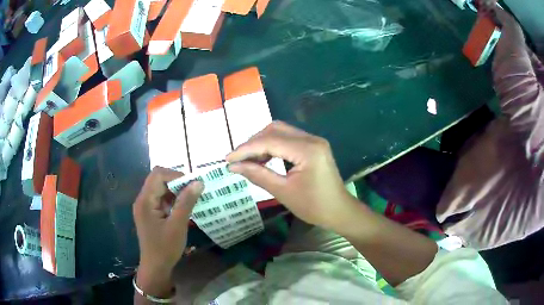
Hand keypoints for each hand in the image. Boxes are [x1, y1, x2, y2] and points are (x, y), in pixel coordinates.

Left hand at [133, 167, 203, 296]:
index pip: (158, 175)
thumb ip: (186, 202)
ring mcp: (144, 207)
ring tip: (190, 200)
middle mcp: (142, 200)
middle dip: (176, 182)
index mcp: (145, 200)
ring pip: (160, 189)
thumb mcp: (178, 225)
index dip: (176, 175)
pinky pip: (160, 199)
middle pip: (158, 180)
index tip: (192, 184)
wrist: (155, 267)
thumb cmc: (165, 247)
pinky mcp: (149, 214)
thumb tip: (198, 182)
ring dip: (175, 191)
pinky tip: (182, 209)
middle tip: (193, 191)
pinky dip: (172, 200)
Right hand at [226, 121, 357, 230]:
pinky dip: (273, 146)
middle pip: (275, 130)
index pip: (270, 141)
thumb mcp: (283, 192)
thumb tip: (233, 166)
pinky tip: (264, 158)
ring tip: (248, 160)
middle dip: (253, 143)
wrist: (339, 211)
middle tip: (238, 159)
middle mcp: (311, 139)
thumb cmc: (314, 206)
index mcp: (307, 150)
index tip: (228, 159)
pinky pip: (288, 139)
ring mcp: (314, 141)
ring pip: (281, 132)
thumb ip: (258, 175)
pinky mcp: (313, 146)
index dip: (246, 149)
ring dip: (262, 143)